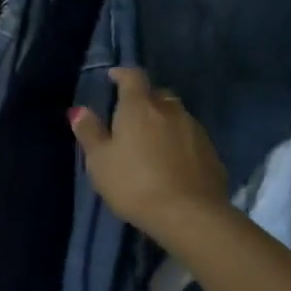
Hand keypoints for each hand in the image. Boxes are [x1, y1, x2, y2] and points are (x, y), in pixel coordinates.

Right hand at [69, 68, 229, 244]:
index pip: (133, 76)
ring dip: (164, 122)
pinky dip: (179, 143)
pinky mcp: (212, 153)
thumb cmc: (134, 184)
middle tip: (131, 118)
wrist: (189, 215)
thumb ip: (90, 132)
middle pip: (157, 95)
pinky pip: (190, 138)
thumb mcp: (100, 161)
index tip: (113, 78)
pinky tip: (172, 163)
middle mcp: (170, 110)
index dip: (122, 74)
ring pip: (176, 116)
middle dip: (144, 101)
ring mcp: (195, 130)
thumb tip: (79, 110)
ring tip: (152, 143)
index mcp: (140, 107)